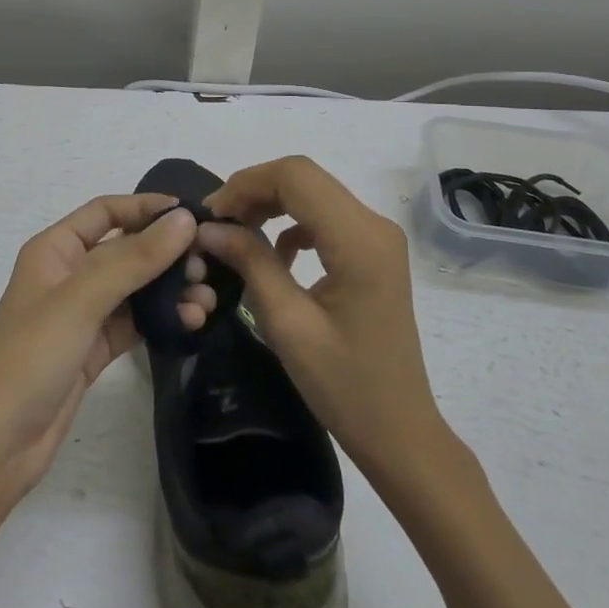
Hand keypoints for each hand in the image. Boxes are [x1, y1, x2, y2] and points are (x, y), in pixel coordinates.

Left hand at [0, 196, 216, 496]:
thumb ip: (135, 258)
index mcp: (55, 249)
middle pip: (126, 249)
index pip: (106, 211)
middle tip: (206, 265)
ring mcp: (83, 313)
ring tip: (206, 299)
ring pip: (135, 287)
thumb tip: (185, 219)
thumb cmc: (33, 356)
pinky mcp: (94, 348)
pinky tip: (191, 321)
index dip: (146, 207)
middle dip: (166, 253)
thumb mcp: (83, 298)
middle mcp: (69, 274)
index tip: (191, 215)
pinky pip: (135, 321)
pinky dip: (163, 318)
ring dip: (170, 288)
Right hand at [198, 156, 443, 477]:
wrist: (399, 430)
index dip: (246, 184)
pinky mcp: (372, 251)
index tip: (211, 215)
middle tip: (216, 224)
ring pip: (312, 193)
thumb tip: (209, 228)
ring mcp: (377, 236)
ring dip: (270, 204)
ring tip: (234, 234)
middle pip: (304, 179)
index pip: (296, 177)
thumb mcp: (287, 323)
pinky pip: (324, 216)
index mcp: (359, 240)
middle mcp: (374, 225)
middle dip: (254, 191)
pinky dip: (291, 223)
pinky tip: (273, 255)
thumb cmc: (344, 385)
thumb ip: (250, 263)